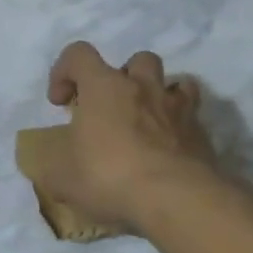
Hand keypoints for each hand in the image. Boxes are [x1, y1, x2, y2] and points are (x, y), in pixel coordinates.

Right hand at [44, 42, 216, 231]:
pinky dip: (179, 128)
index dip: (64, 71)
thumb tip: (50, 163)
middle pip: (137, 60)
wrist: (175, 199)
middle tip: (111, 109)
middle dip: (122, 78)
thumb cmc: (108, 175)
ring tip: (147, 122)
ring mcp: (178, 109)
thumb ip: (51, 163)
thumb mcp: (60, 176)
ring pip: (175, 83)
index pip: (79, 54)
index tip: (61, 102)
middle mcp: (143, 87)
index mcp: (104, 87)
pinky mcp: (201, 134)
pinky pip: (192, 119)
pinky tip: (168, 151)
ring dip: (159, 96)